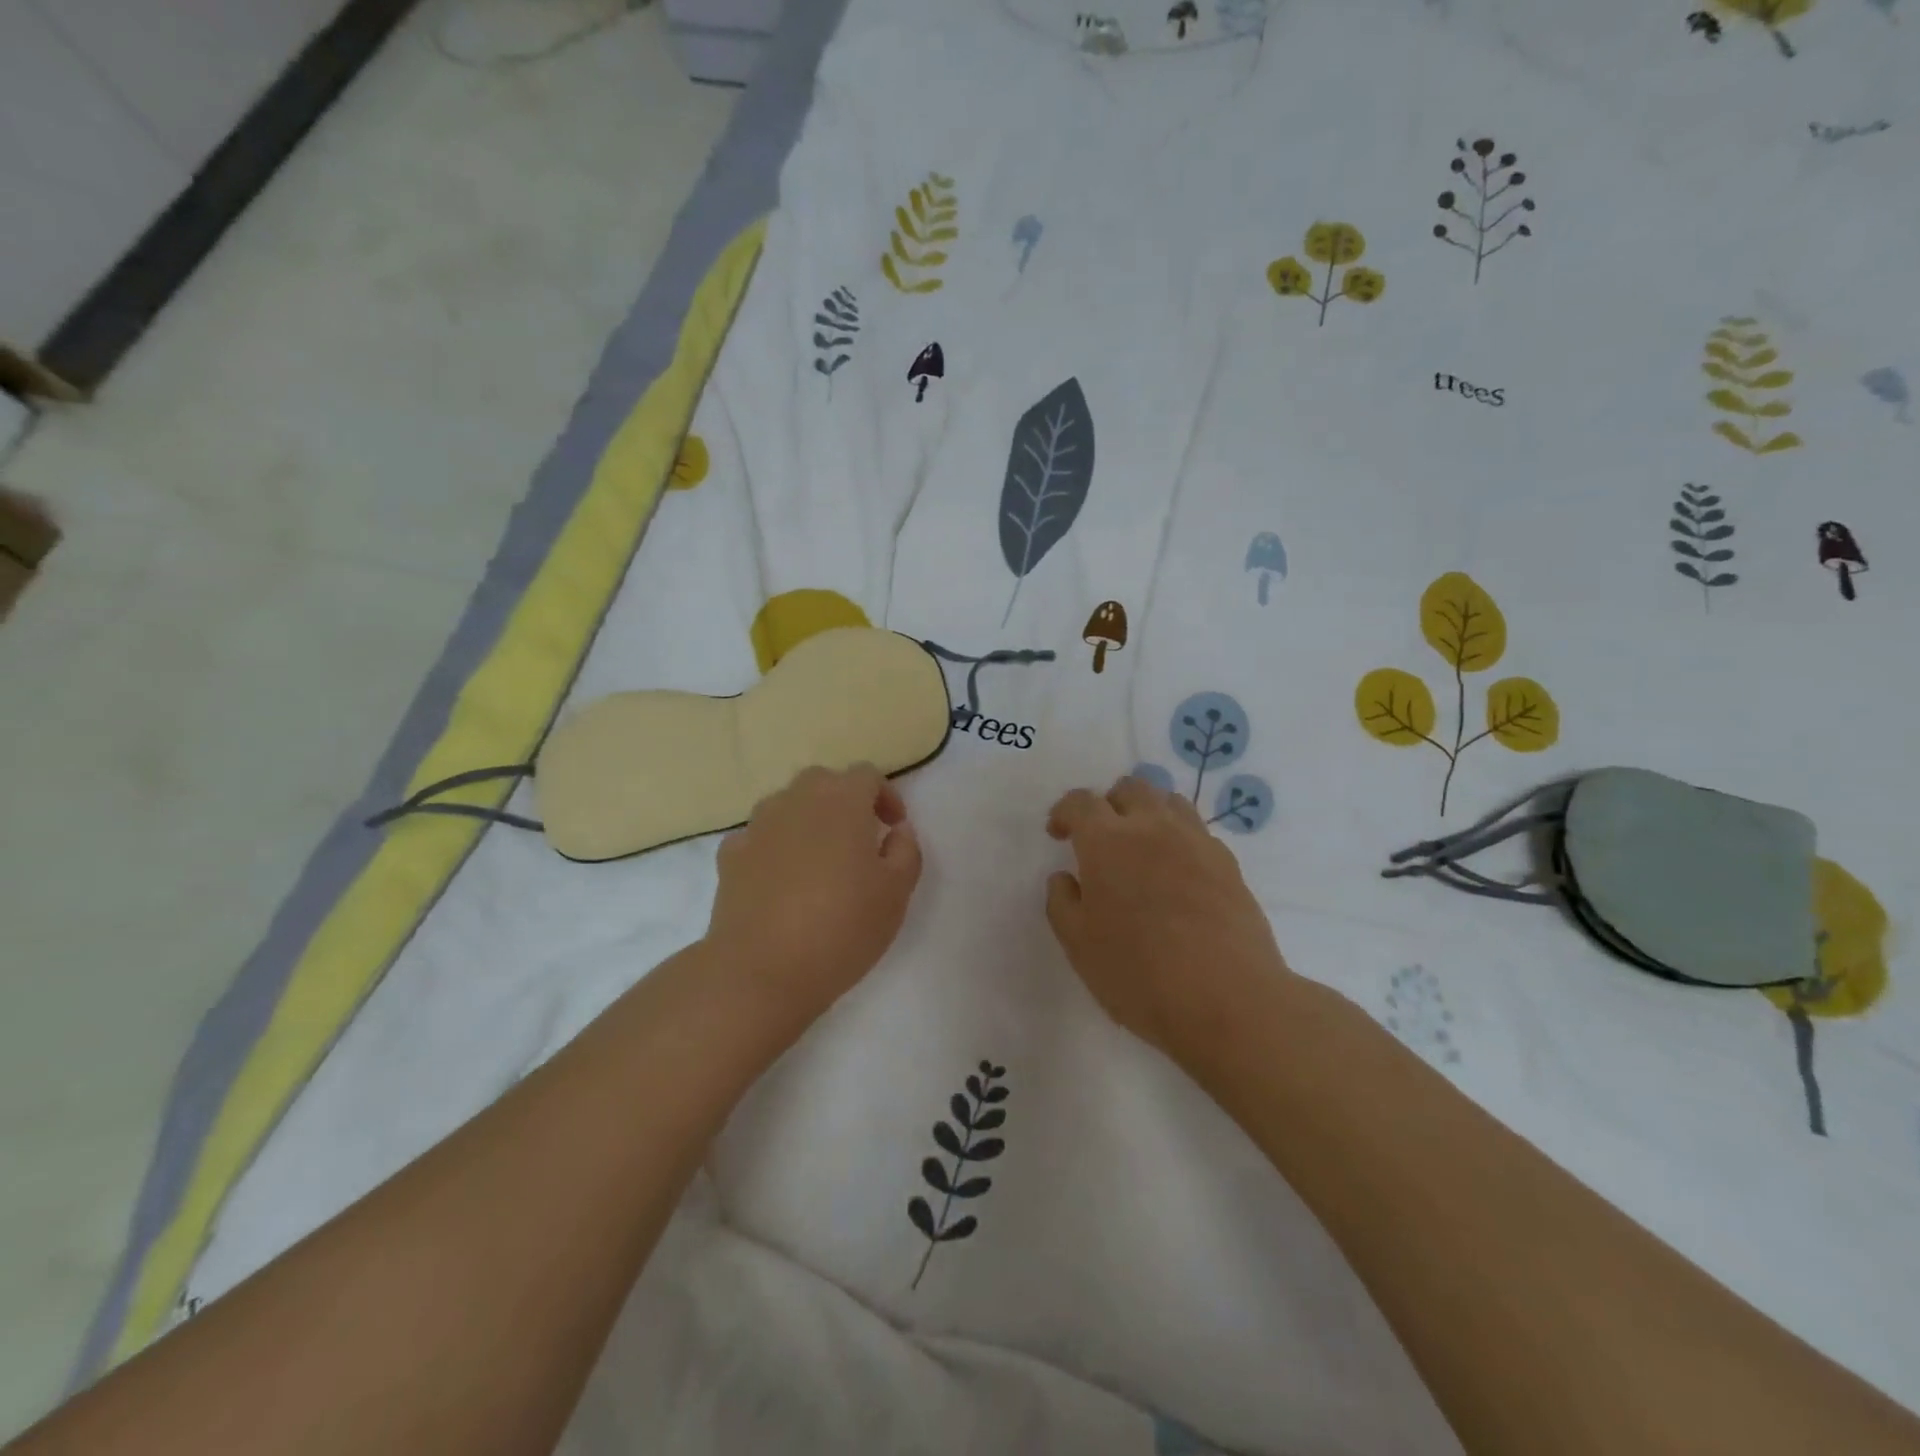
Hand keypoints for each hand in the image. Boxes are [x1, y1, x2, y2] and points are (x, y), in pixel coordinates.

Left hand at [706, 764, 922, 1021]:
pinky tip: (782, 879)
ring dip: (808, 819)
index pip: (866, 775)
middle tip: (860, 838)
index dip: (885, 795)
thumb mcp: (896, 893)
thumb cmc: (841, 928)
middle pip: (823, 781)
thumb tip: (896, 830)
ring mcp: (757, 826)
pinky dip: (775, 846)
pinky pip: (759, 836)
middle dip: (844, 800)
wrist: (760, 971)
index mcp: (841, 802)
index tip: (894, 827)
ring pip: (787, 804)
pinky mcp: (730, 856)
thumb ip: (905, 851)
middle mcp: (796, 801)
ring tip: (820, 858)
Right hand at [1045, 774, 1291, 1062]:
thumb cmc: (1138, 972)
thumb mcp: (1079, 944)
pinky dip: (1179, 840)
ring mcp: (1196, 842)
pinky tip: (1177, 874)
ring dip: (1148, 813)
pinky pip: (1198, 833)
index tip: (1058, 834)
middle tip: (1100, 837)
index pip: (1081, 802)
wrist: (1228, 999)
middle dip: (1109, 804)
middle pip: (1130, 788)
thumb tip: (1066, 878)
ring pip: (1170, 802)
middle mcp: (1152, 827)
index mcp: (1107, 841)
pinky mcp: (1229, 864)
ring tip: (1141, 847)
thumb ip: (1063, 902)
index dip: (1064, 812)